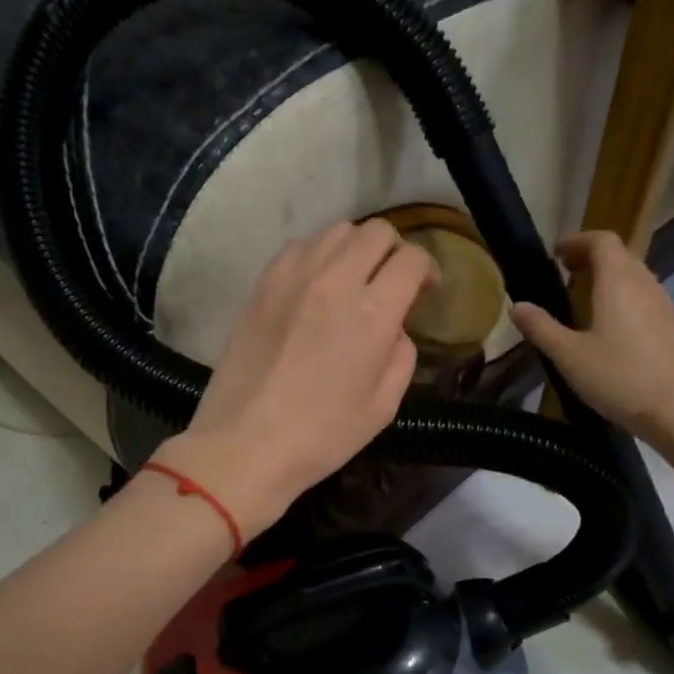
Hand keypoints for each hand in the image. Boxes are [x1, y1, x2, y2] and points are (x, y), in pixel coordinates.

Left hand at [156, 220, 438, 535]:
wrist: (245, 444)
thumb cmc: (321, 435)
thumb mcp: (383, 406)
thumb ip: (402, 356)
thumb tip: (395, 328)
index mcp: (372, 314)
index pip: (412, 259)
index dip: (428, 269)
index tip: (426, 290)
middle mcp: (334, 281)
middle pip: (377, 232)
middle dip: (395, 251)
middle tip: (392, 282)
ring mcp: (293, 277)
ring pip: (337, 230)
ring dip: (356, 247)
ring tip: (354, 278)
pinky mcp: (263, 284)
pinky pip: (299, 245)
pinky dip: (318, 254)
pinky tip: (317, 283)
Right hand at [513, 230, 673, 442]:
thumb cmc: (617, 376)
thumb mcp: (568, 354)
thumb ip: (541, 327)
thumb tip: (517, 306)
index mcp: (617, 281)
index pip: (601, 240)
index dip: (577, 241)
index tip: (554, 255)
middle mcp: (643, 283)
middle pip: (618, 254)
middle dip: (589, 257)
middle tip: (563, 273)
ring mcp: (660, 303)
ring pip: (632, 274)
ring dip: (606, 275)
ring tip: (581, 296)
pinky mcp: (668, 324)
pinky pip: (641, 294)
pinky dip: (620, 294)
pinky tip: (606, 323)